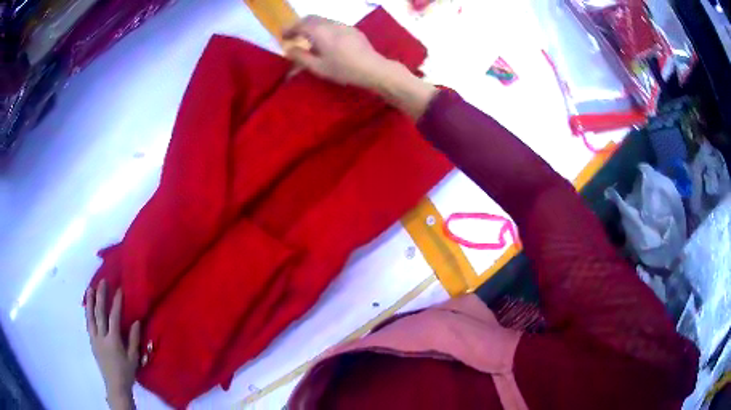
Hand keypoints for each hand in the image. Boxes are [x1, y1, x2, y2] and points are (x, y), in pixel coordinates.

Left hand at [85, 280, 139, 407]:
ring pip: (90, 316)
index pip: (113, 317)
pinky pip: (88, 324)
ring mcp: (94, 338)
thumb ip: (134, 339)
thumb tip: (136, 321)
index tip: (119, 290)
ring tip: (90, 289)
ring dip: (90, 301)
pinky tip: (87, 306)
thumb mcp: (133, 358)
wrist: (115, 385)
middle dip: (101, 296)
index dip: (116, 303)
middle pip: (99, 313)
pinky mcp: (91, 341)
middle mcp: (101, 337)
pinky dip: (87, 312)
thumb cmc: (126, 372)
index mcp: (113, 341)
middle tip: (103, 282)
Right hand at [283, 16, 390, 87]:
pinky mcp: (352, 29)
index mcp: (318, 31)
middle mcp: (329, 23)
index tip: (282, 37)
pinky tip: (325, 40)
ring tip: (307, 38)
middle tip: (293, 35)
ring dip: (311, 26)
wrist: (372, 68)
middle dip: (299, 25)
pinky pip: (332, 24)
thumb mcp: (317, 67)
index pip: (298, 25)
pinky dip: (323, 28)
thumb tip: (289, 50)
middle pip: (310, 18)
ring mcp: (342, 25)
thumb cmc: (342, 69)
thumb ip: (301, 57)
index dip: (288, 30)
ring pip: (322, 20)